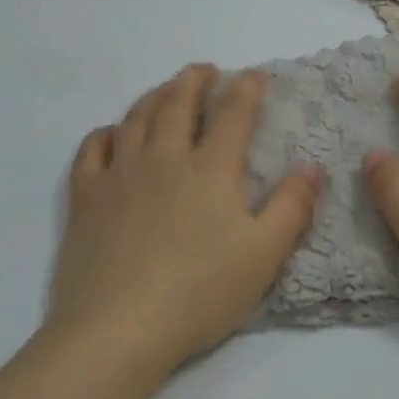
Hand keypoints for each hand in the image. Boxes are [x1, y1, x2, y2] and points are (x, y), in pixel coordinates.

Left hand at [49, 64, 323, 374]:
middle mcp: (164, 157)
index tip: (255, 74)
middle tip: (205, 70)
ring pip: (136, 118)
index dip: (246, 89)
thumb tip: (312, 166)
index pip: (233, 114)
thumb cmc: (200, 292)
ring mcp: (120, 174)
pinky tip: (111, 133)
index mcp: (210, 168)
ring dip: (154, 96)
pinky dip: (104, 133)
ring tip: (165, 90)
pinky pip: (92, 150)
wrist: (118, 329)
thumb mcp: (264, 255)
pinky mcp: (86, 197)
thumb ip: (292, 206)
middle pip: (179, 103)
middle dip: (195, 80)